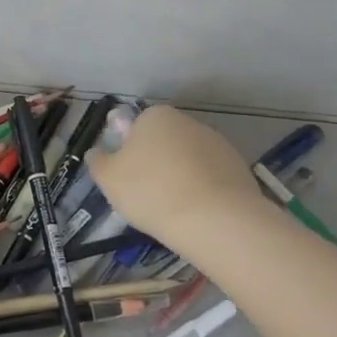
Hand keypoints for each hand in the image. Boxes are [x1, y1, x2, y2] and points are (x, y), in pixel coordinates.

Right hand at [85, 105, 259, 248]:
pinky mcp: (239, 168)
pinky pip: (211, 178)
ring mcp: (218, 143)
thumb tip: (97, 153)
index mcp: (156, 116)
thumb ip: (98, 161)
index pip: (136, 127)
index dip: (128, 152)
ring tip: (172, 209)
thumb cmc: (151, 191)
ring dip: (180, 177)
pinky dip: (202, 190)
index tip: (126, 177)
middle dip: (155, 163)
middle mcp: (188, 122)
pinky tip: (196, 213)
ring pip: (188, 160)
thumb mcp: (108, 178)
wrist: (214, 220)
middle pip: (164, 142)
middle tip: (146, 195)